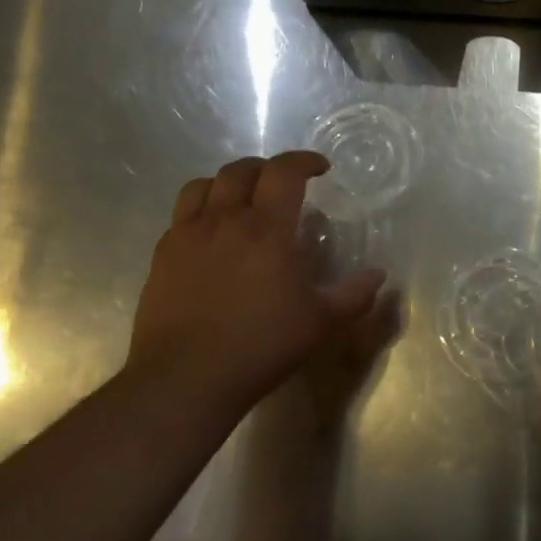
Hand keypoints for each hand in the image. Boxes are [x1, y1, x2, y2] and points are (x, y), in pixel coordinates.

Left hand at [127, 153, 400, 418]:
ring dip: (227, 183)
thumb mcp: (320, 323)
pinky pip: (180, 217)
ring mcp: (187, 237)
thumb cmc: (260, 346)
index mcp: (266, 229)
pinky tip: (211, 236)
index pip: (284, 172)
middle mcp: (225, 221)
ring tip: (241, 199)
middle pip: (241, 170)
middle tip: (282, 184)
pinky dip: (200, 211)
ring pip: (202, 186)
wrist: (184, 380)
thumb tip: (378, 275)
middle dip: (266, 168)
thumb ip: (354, 295)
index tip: (320, 168)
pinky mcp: (162, 258)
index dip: (303, 161)